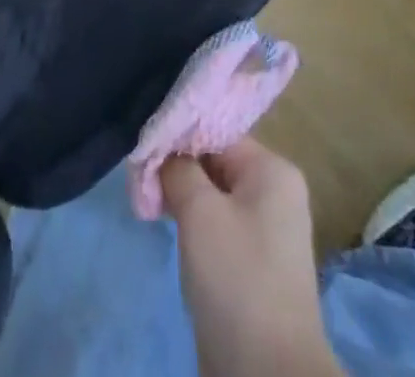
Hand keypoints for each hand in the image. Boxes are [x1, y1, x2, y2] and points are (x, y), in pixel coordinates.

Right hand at [161, 140, 341, 376]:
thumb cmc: (237, 279)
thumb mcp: (200, 213)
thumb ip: (178, 170)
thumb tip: (162, 155)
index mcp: (273, 171)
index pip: (216, 134)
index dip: (178, 138)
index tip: (143, 149)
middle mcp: (275, 193)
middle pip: (215, 163)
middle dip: (177, 169)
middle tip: (139, 178)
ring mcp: (267, 232)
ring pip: (214, 196)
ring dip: (181, 197)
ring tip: (147, 201)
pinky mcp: (254, 265)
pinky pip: (219, 227)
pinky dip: (193, 224)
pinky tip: (166, 227)